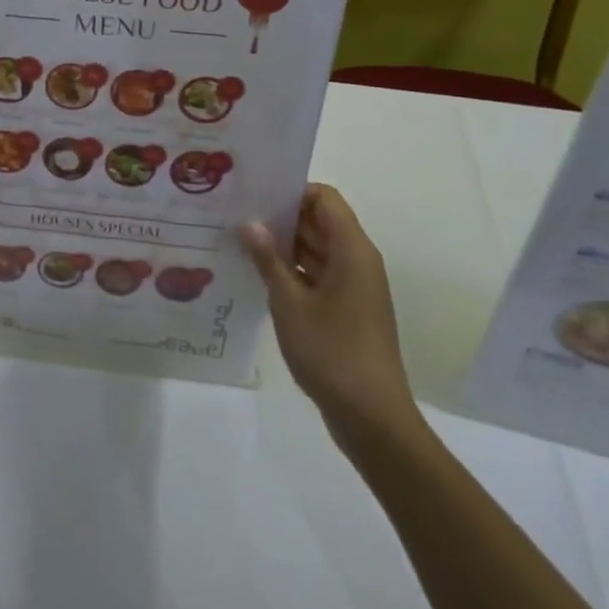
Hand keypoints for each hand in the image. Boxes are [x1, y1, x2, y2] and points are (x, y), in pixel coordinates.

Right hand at [239, 184, 418, 437]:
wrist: (372, 418)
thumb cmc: (332, 352)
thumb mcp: (290, 303)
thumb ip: (268, 259)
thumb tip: (249, 223)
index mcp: (352, 250)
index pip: (324, 199)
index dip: (292, 191)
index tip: (255, 195)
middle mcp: (357, 261)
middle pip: (320, 221)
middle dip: (281, 217)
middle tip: (236, 214)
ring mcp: (353, 287)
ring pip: (317, 249)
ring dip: (283, 245)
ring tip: (239, 241)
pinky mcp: (347, 309)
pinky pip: (318, 274)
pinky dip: (292, 270)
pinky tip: (257, 275)